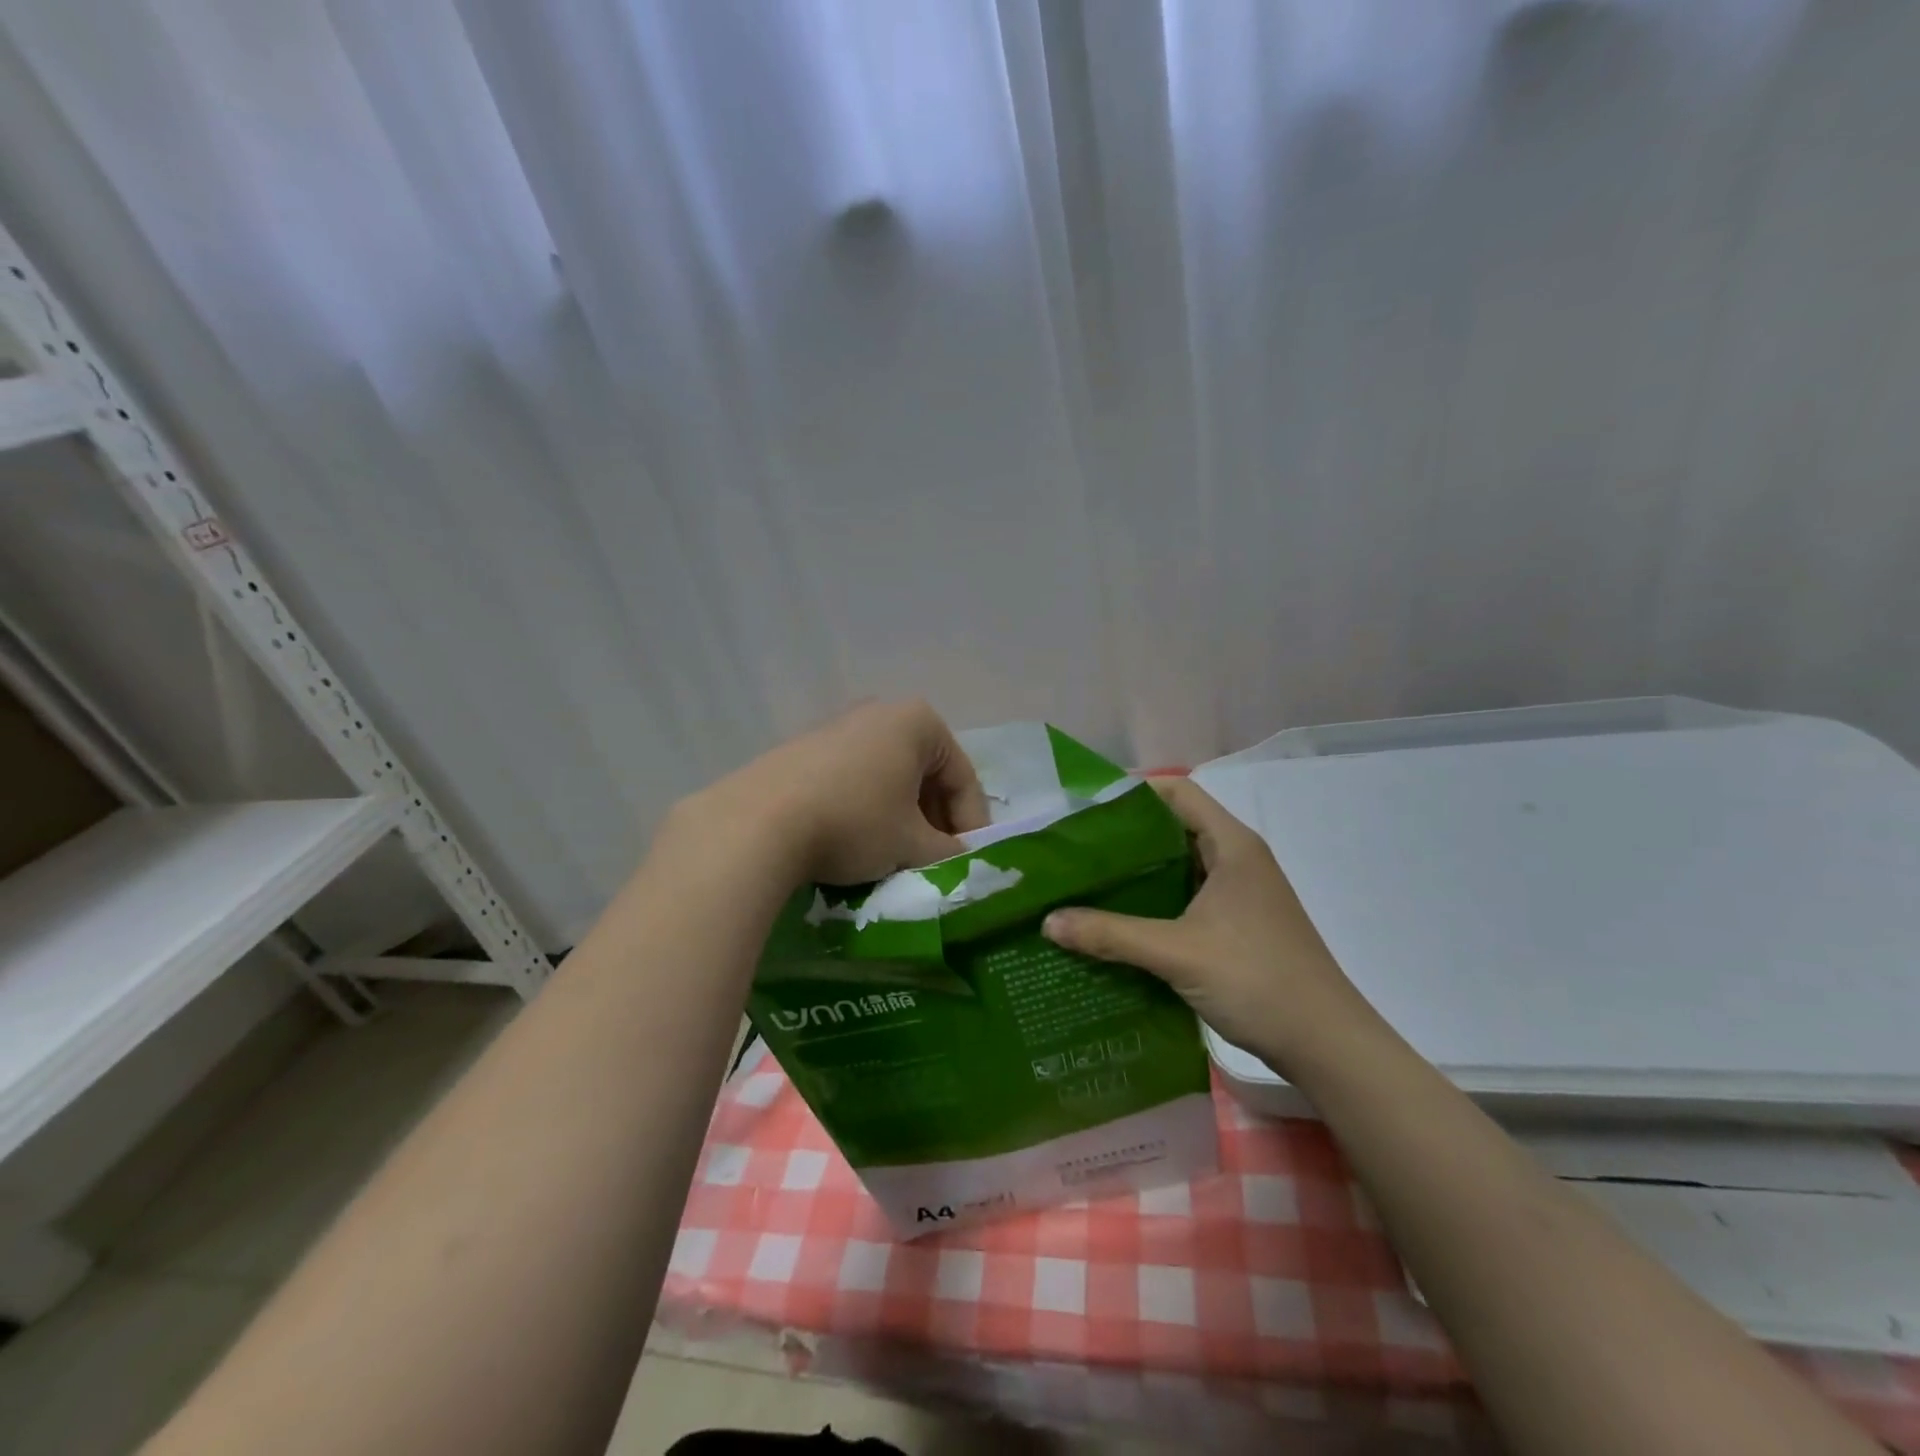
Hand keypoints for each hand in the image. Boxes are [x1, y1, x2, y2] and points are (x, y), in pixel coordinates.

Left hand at [678, 700, 990, 886]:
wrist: (757, 823)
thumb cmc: (854, 823)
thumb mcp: (912, 844)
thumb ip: (949, 853)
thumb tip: (962, 861)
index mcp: (918, 721)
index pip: (962, 778)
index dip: (972, 826)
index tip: (969, 863)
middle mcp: (880, 712)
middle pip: (925, 775)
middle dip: (934, 821)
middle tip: (935, 863)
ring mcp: (838, 726)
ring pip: (888, 779)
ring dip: (901, 818)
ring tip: (896, 859)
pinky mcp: (804, 749)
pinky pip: (853, 780)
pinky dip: (866, 811)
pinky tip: (856, 845)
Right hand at [1041, 777, 1387, 1077]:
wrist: (1326, 1043)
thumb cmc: (1256, 979)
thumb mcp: (1176, 953)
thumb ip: (1110, 934)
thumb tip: (1048, 922)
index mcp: (1232, 845)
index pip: (1177, 793)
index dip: (1132, 792)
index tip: (1085, 807)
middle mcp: (1238, 859)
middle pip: (1174, 828)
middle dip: (1126, 835)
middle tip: (1075, 847)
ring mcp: (1240, 893)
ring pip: (1180, 866)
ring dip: (1139, 872)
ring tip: (1087, 880)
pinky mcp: (1238, 924)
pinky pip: (1187, 897)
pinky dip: (1155, 900)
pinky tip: (1120, 919)